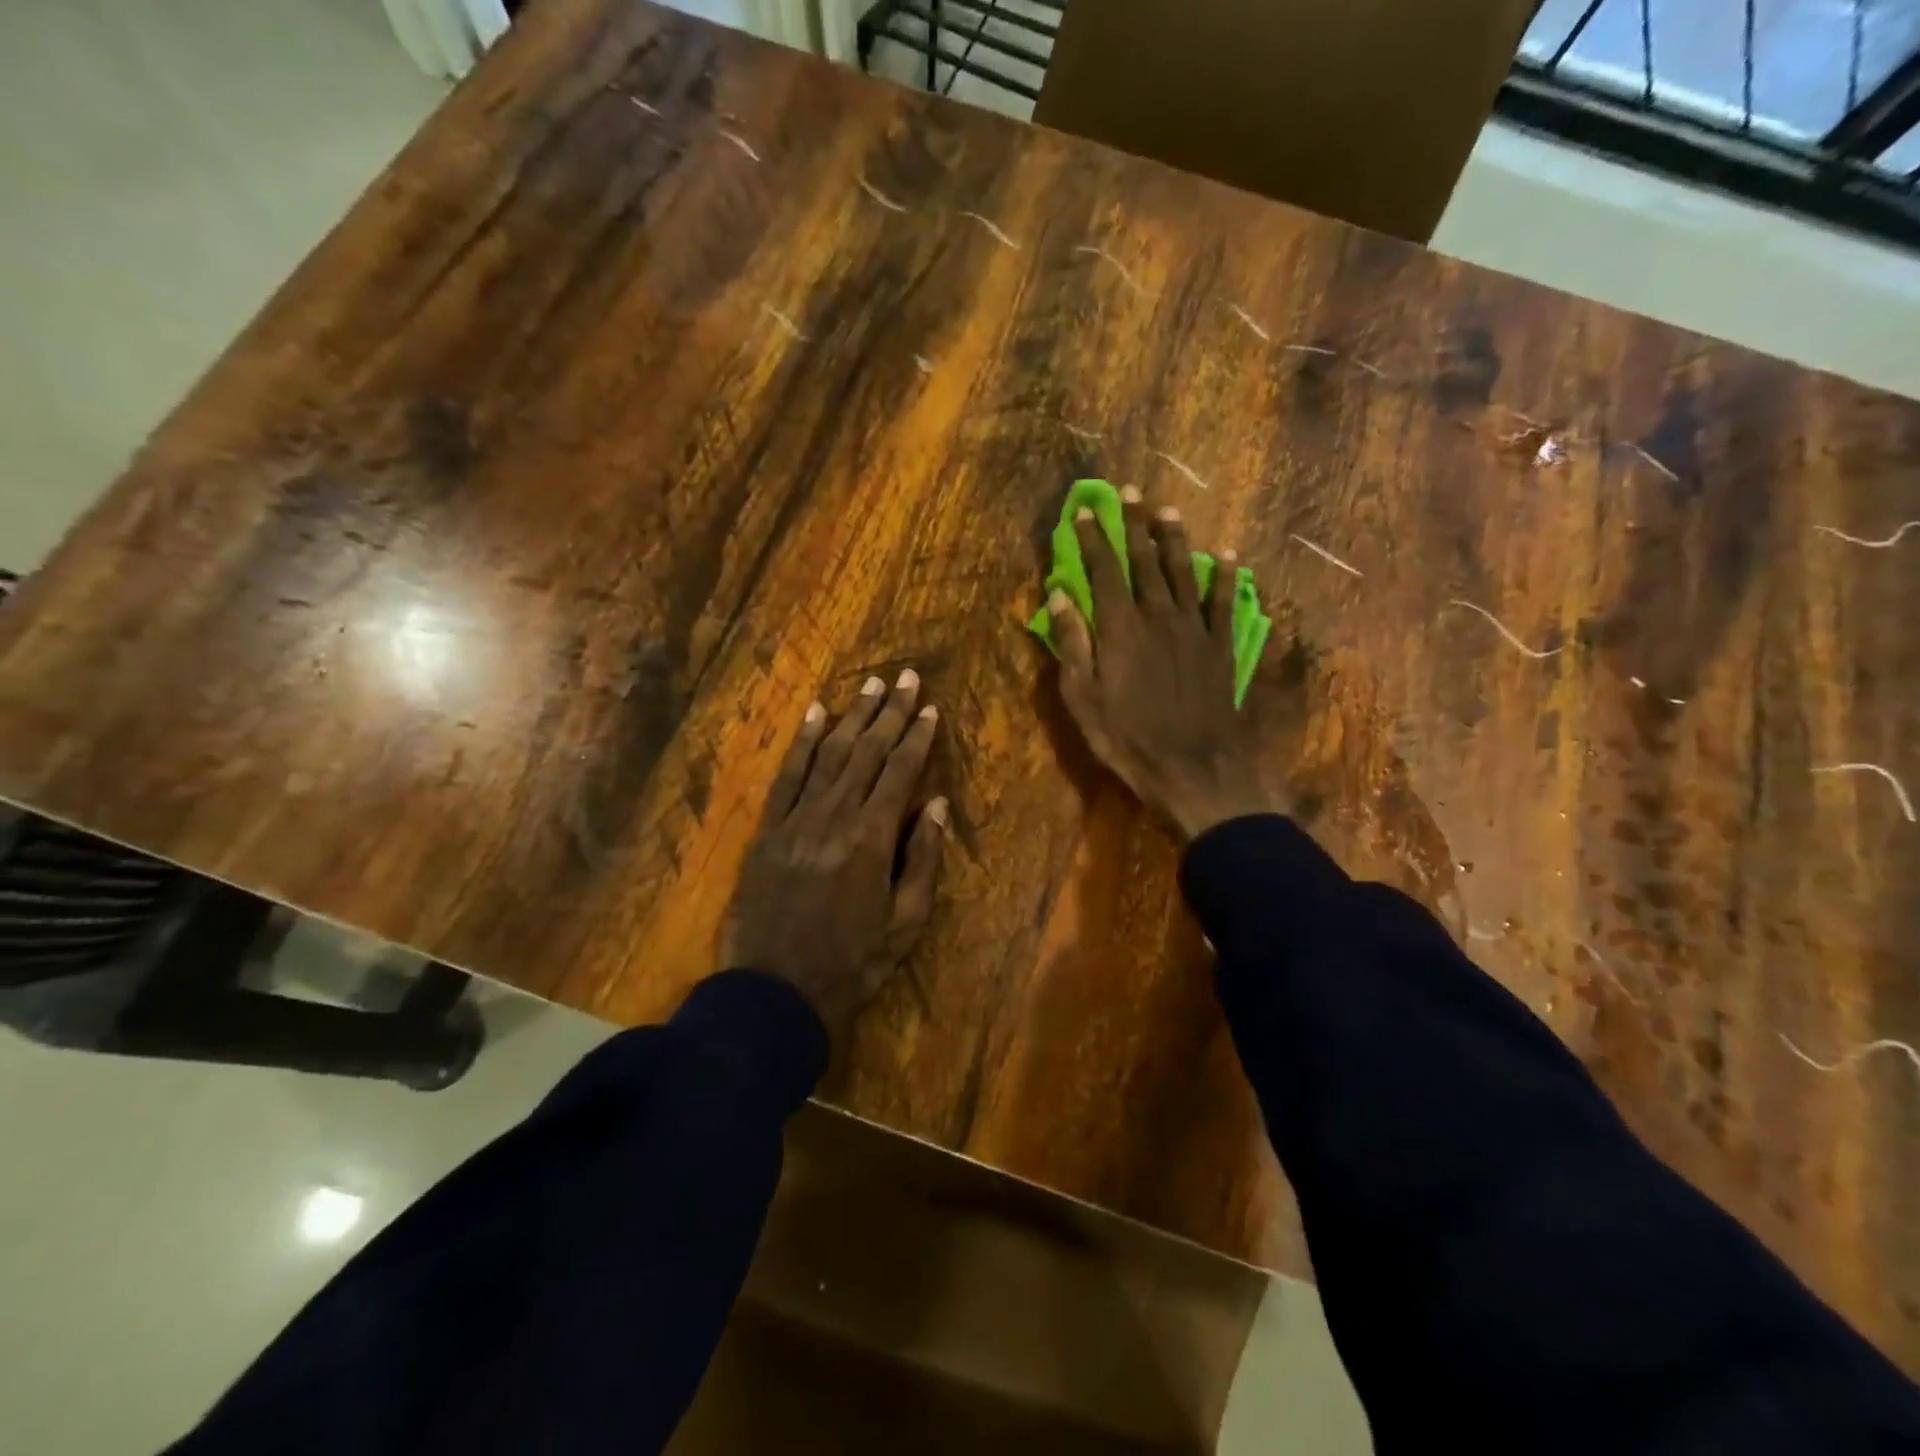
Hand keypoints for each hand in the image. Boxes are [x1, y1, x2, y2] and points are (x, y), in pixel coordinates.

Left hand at [719, 671, 946, 1041]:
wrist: (774, 992)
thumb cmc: (851, 963)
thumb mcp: (905, 923)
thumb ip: (921, 860)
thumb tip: (935, 805)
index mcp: (871, 839)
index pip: (899, 773)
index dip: (916, 737)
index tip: (930, 707)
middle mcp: (834, 816)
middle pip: (866, 752)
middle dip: (889, 712)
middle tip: (905, 677)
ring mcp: (796, 819)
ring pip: (829, 755)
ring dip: (851, 717)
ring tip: (870, 685)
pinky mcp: (768, 830)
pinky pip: (787, 777)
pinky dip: (802, 743)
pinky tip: (815, 714)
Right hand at [1048, 488, 1276, 838]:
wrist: (1194, 769)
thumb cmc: (1128, 739)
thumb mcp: (1084, 699)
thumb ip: (1073, 643)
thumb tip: (1060, 595)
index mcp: (1121, 627)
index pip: (1103, 570)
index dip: (1092, 537)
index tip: (1083, 509)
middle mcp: (1159, 615)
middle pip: (1145, 560)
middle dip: (1133, 524)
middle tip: (1129, 491)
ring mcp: (1195, 628)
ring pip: (1184, 571)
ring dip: (1174, 538)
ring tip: (1167, 510)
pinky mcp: (1221, 646)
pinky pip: (1224, 601)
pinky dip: (1226, 576)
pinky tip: (1228, 554)